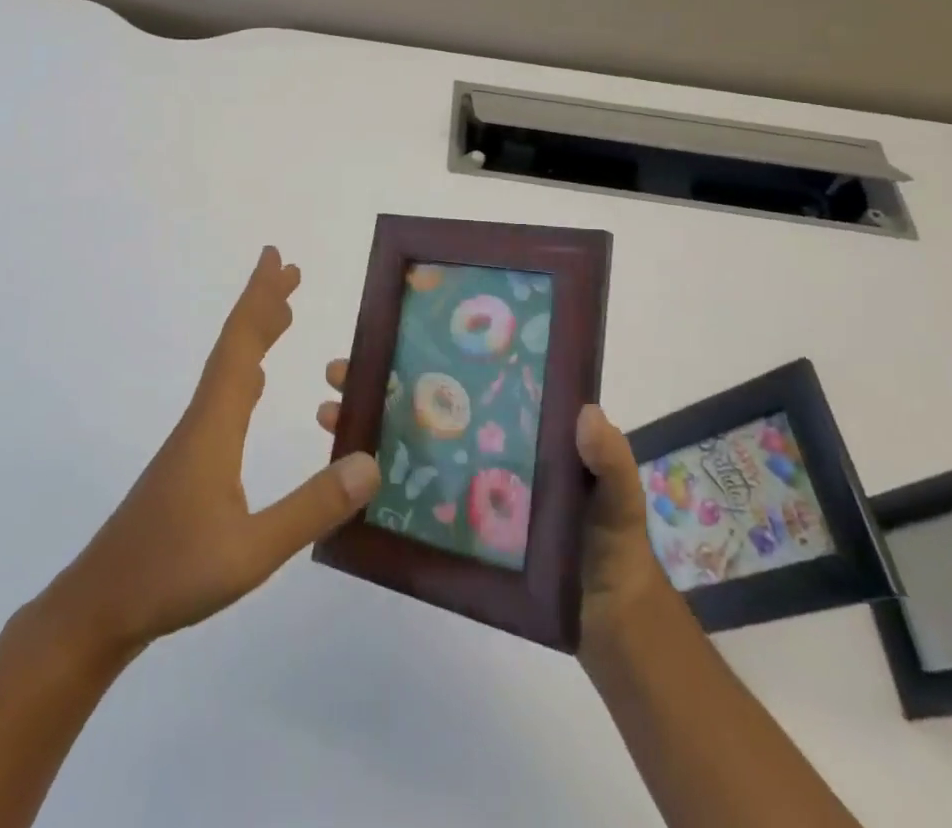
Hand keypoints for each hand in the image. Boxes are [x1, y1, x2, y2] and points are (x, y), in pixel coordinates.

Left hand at [49, 248, 380, 653]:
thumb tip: (371, 463)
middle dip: (262, 305)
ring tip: (282, 315)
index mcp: (215, 425)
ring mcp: (192, 442)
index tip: (275, 259)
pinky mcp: (189, 463)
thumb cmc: (171, 573)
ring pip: (228, 370)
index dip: (259, 299)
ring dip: (254, 335)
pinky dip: (245, 371)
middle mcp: (202, 420)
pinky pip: (224, 396)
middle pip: (233, 346)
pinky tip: (253, 384)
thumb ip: (312, 508)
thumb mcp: (252, 550)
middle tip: (289, 271)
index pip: (240, 346)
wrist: (99, 606)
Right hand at [316, 374, 670, 648]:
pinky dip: (377, 482)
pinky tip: (345, 475)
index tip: (393, 334)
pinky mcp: (455, 523)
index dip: (431, 351)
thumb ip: (611, 460)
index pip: (469, 373)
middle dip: (380, 380)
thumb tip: (587, 413)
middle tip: (341, 371)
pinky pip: (412, 495)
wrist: (607, 617)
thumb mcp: (620, 494)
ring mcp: (466, 481)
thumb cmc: (613, 541)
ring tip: (331, 412)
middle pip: (426, 401)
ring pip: (409, 442)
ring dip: (367, 423)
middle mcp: (483, 440)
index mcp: (518, 418)